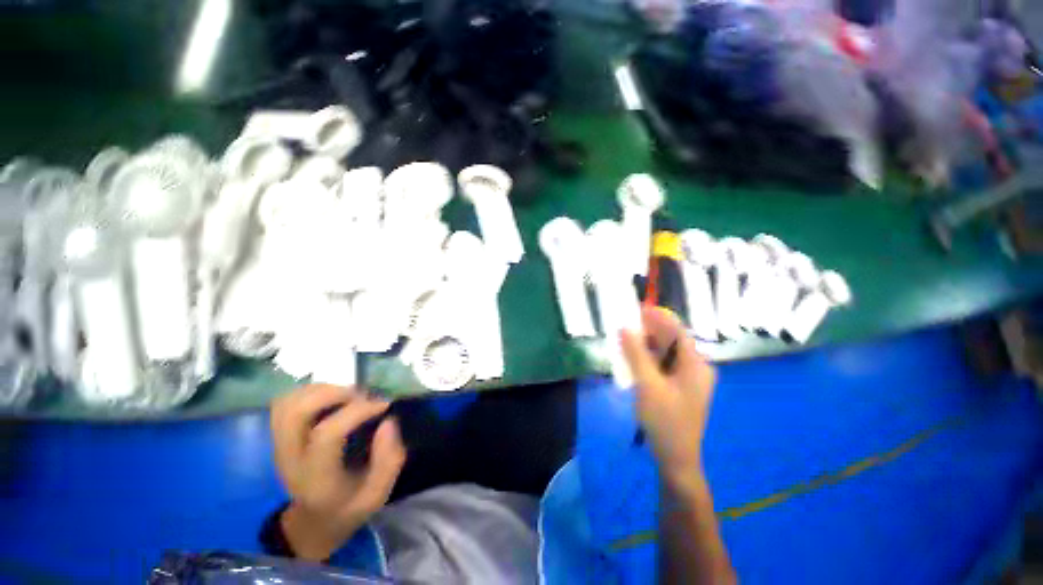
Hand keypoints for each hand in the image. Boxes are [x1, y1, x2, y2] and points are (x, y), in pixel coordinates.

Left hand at [270, 384, 405, 559]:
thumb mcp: (378, 494)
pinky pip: (286, 403)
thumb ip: (389, 460)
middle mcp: (290, 459)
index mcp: (316, 478)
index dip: (358, 411)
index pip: (327, 435)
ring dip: (321, 390)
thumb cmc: (348, 507)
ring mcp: (280, 446)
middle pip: (296, 412)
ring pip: (288, 403)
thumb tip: (389, 421)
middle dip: (333, 393)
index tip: (385, 405)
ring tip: (348, 395)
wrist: (312, 523)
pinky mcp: (280, 437)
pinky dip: (311, 392)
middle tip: (362, 395)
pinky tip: (333, 398)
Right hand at [620, 307, 716, 484]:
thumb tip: (624, 327)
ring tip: (626, 337)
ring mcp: (688, 378)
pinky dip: (648, 358)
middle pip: (672, 340)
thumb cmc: (665, 420)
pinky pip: (663, 364)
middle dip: (650, 330)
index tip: (637, 309)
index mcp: (695, 365)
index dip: (658, 317)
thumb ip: (636, 354)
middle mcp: (696, 368)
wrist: (675, 458)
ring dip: (647, 344)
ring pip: (666, 352)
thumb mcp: (647, 384)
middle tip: (626, 323)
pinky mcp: (679, 387)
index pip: (677, 331)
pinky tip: (633, 357)